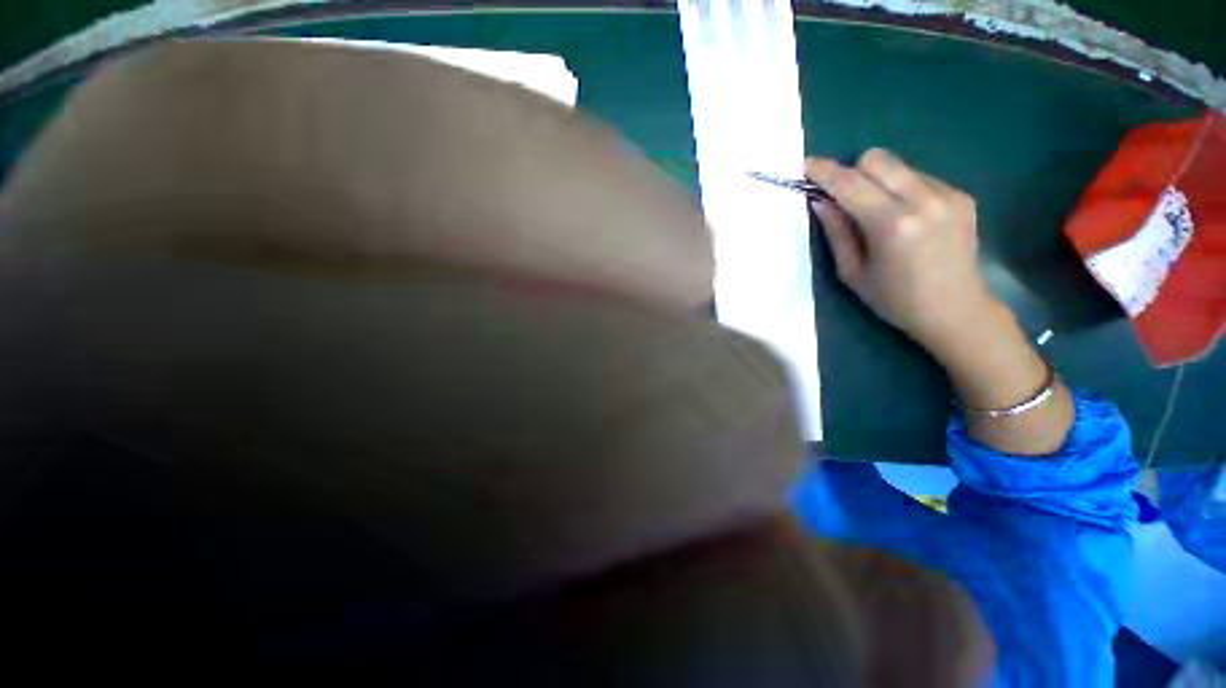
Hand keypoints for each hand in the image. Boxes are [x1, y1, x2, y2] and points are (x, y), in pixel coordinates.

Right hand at [807, 149, 1072, 454]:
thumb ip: (836, 232)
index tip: (806, 165)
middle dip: (853, 172)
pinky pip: (919, 177)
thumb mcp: (853, 273)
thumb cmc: (895, 300)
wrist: (957, 311)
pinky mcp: (961, 196)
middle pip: (877, 159)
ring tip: (877, 213)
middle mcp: (924, 201)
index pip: (851, 185)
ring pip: (899, 166)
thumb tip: (820, 201)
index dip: (825, 172)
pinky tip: (904, 218)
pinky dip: (901, 189)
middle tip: (844, 198)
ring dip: (877, 181)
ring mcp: (948, 195)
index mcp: (892, 225)